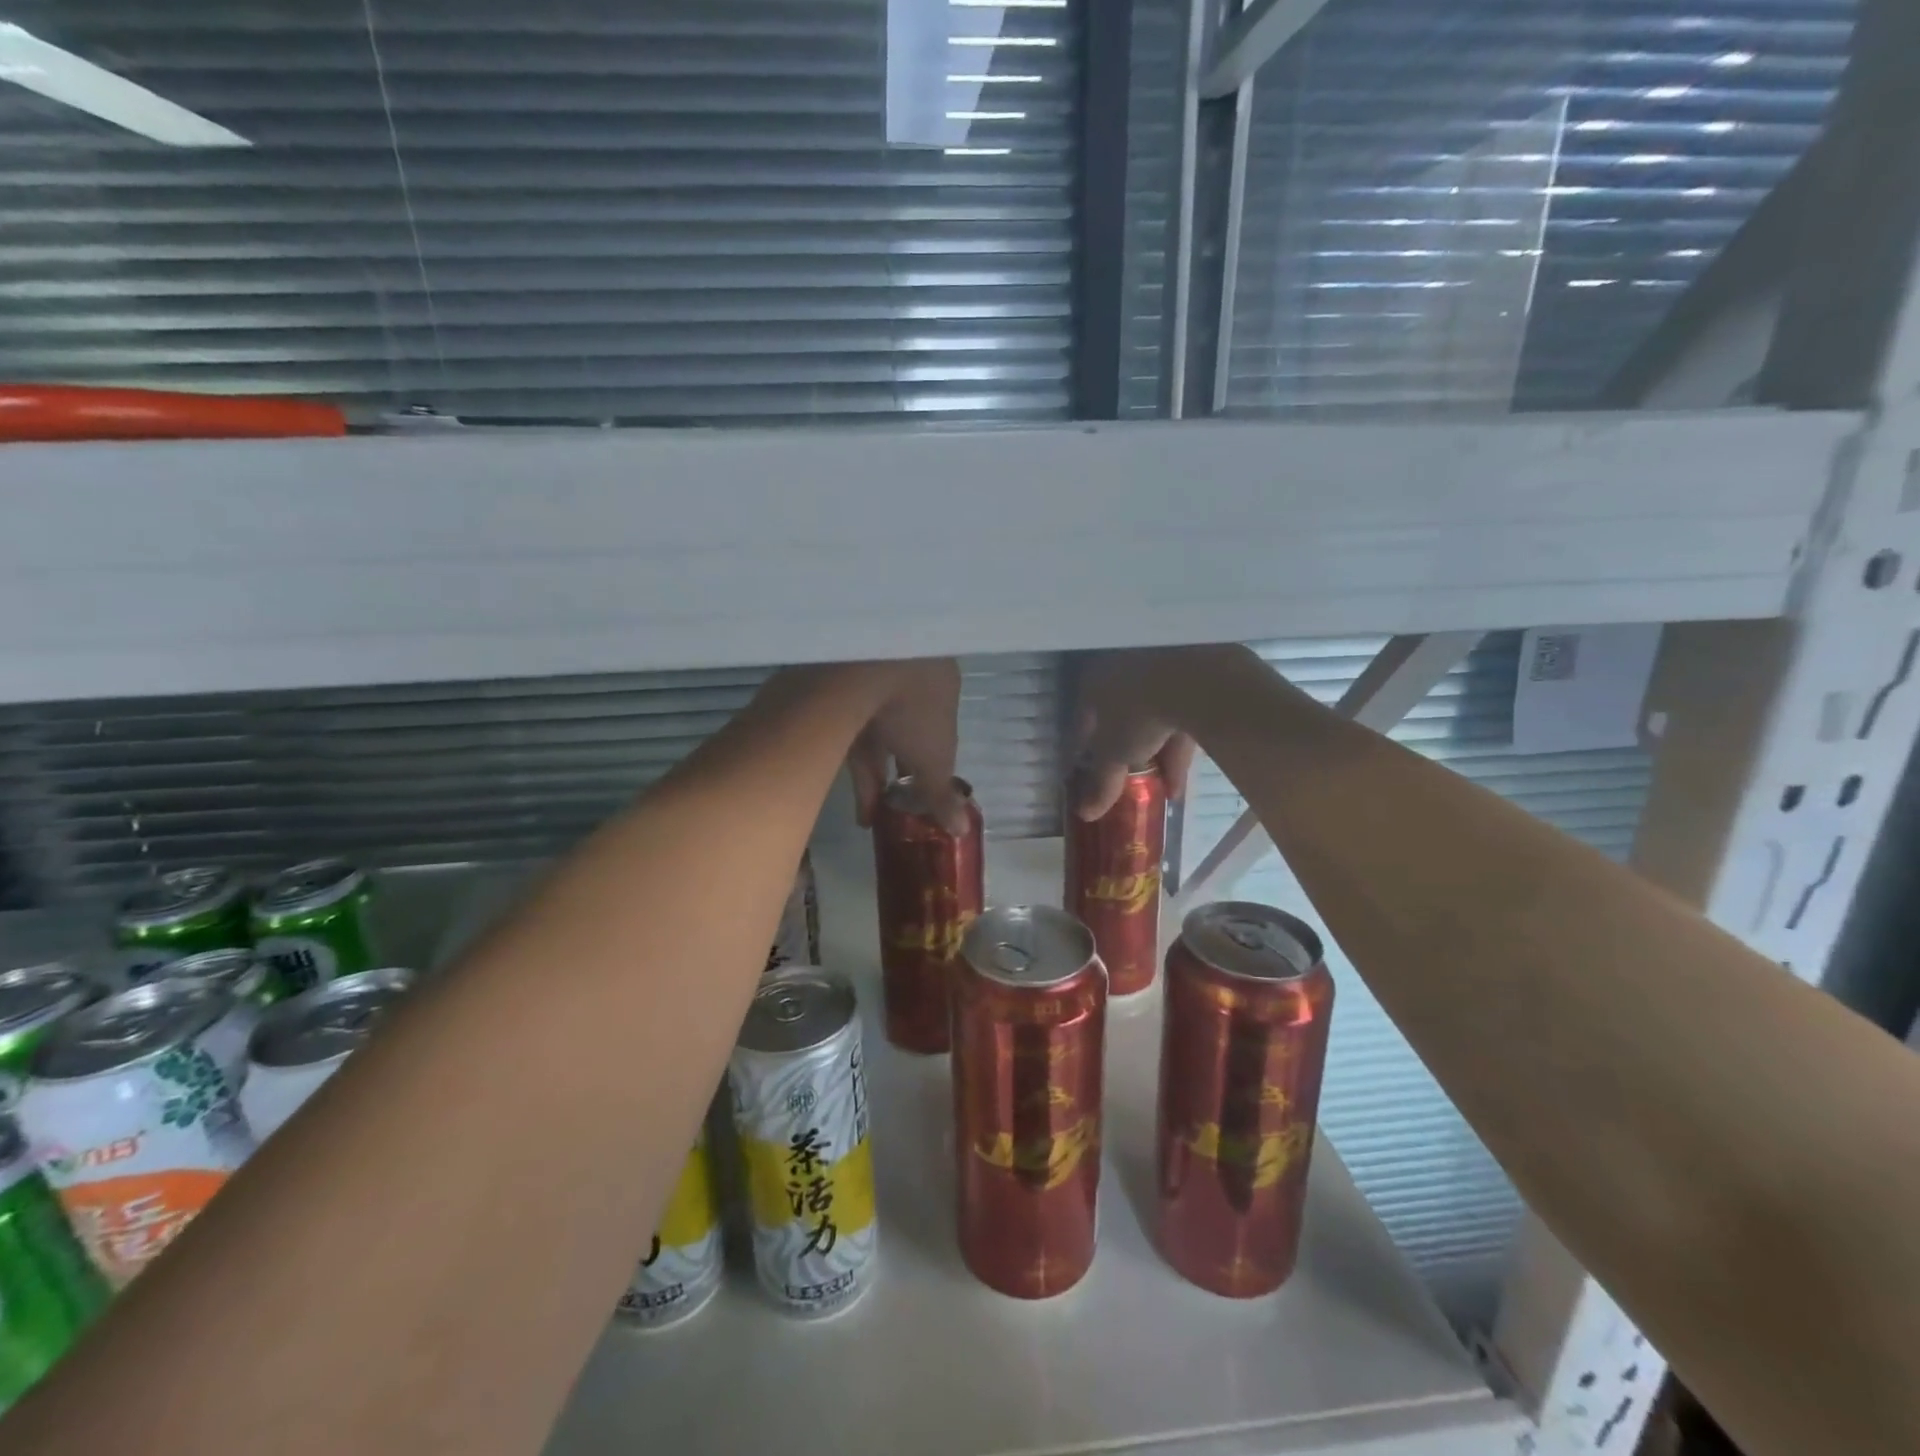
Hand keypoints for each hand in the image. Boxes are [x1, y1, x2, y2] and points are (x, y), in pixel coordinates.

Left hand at [846, 659, 968, 833]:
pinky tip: (859, 807)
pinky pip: (849, 737)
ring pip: (876, 738)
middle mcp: (906, 679)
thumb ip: (942, 794)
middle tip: (900, 810)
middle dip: (903, 775)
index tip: (928, 789)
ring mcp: (868, 682)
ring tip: (876, 821)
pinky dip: (855, 771)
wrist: (857, 667)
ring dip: (877, 780)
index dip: (936, 761)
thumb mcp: (934, 758)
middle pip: (907, 734)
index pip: (942, 726)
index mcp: (938, 684)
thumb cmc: (913, 709)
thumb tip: (961, 830)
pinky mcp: (835, 694)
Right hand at [1070, 650, 1199, 820]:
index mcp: (1094, 681)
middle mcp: (1123, 669)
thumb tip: (1085, 813)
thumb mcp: (1114, 753)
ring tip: (1164, 791)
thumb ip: (1102, 783)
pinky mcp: (1194, 678)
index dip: (1082, 751)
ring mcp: (1161, 670)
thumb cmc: (1136, 712)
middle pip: (1121, 718)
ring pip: (1155, 718)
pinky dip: (1179, 748)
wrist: (1195, 678)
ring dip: (1158, 756)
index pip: (1082, 721)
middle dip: (1127, 754)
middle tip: (1131, 782)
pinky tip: (1182, 780)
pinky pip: (1182, 718)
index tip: (1085, 775)